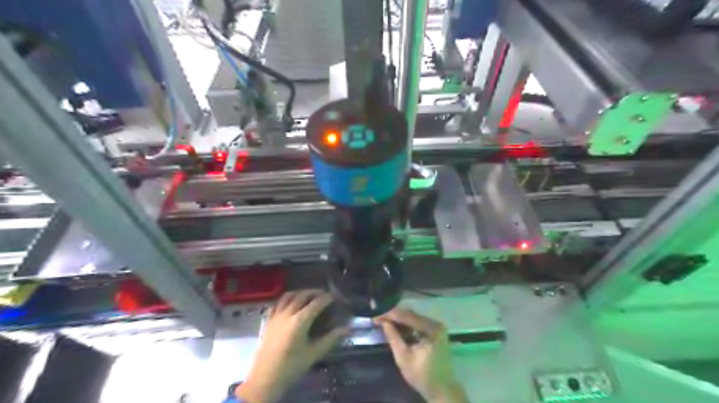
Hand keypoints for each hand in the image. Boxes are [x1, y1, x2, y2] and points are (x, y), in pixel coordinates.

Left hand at [238, 290, 349, 402]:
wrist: (265, 379)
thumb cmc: (291, 367)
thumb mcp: (314, 354)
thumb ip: (331, 339)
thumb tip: (346, 329)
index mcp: (300, 321)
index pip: (316, 304)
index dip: (326, 298)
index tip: (334, 296)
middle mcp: (287, 314)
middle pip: (302, 295)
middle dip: (314, 292)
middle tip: (324, 294)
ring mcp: (276, 316)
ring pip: (288, 296)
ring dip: (300, 293)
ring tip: (308, 296)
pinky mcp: (268, 321)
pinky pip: (278, 303)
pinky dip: (286, 299)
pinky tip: (290, 303)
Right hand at [378, 309, 469, 402]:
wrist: (442, 390)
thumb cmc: (423, 376)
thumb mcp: (403, 357)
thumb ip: (393, 337)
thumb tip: (383, 322)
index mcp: (431, 328)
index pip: (407, 316)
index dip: (390, 315)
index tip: (376, 316)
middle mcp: (435, 323)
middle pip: (411, 315)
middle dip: (394, 316)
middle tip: (379, 319)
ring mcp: (436, 327)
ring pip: (413, 318)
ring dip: (399, 320)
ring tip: (384, 322)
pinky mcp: (435, 332)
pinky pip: (417, 323)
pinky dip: (406, 325)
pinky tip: (396, 327)